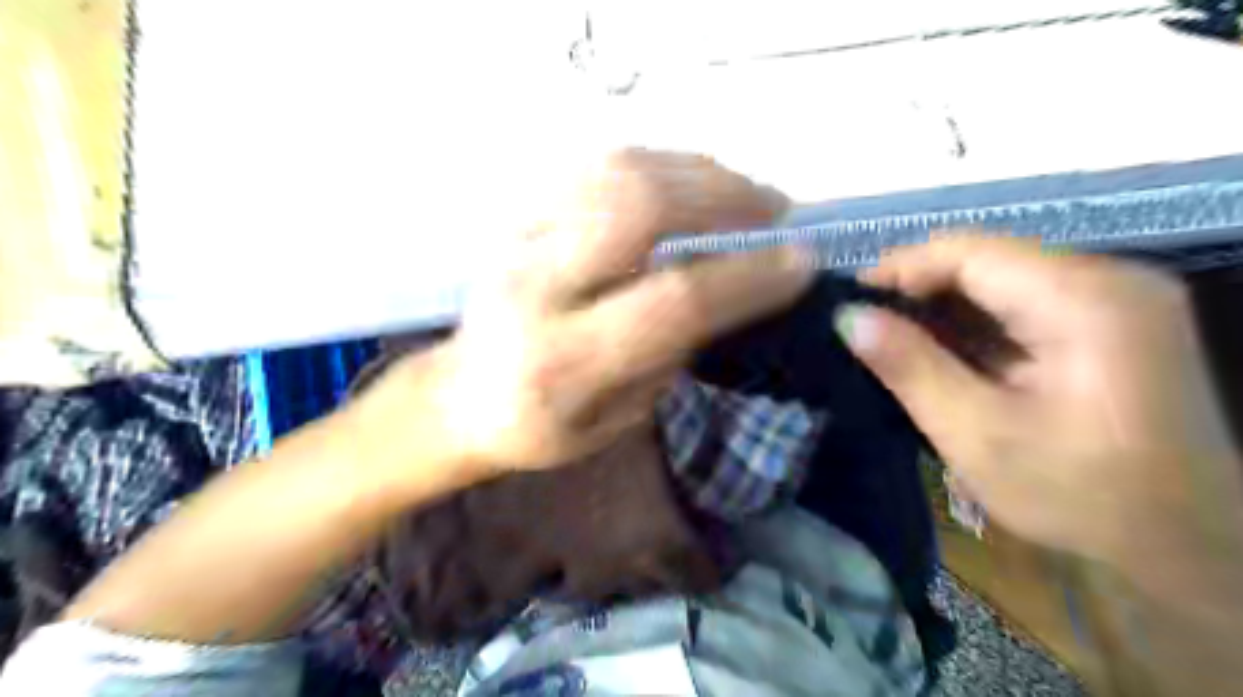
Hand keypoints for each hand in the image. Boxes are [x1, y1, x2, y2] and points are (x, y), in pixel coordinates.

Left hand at [373, 149, 811, 477]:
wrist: (458, 396)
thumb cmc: (539, 427)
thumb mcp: (614, 422)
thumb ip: (668, 356)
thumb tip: (724, 290)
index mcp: (564, 361)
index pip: (671, 301)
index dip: (746, 277)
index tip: (800, 263)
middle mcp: (538, 287)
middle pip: (639, 207)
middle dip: (724, 198)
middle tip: (776, 211)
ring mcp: (522, 239)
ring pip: (618, 171)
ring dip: (698, 172)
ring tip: (744, 192)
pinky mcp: (519, 214)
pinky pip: (597, 166)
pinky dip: (659, 165)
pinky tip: (691, 182)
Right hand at [834, 236, 1242, 572]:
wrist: (1190, 547)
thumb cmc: (1081, 496)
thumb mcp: (977, 435)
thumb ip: (910, 367)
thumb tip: (848, 317)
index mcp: (1083, 299)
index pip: (968, 250)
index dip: (899, 268)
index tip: (849, 305)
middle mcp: (1109, 278)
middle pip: (986, 258)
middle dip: (918, 291)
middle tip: (866, 331)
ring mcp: (1116, 297)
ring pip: (1001, 278)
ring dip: (943, 308)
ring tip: (894, 344)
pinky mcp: (1113, 320)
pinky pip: (1024, 301)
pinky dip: (975, 324)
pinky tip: (944, 355)